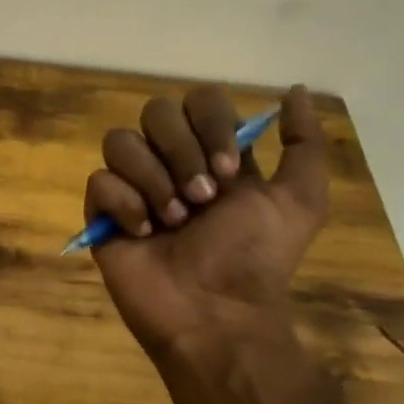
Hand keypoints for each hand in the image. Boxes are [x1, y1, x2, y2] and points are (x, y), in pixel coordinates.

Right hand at [85, 84, 330, 362]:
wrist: (215, 313)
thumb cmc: (255, 258)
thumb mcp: (299, 201)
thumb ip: (303, 144)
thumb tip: (297, 90)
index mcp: (211, 152)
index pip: (199, 100)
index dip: (211, 124)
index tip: (230, 170)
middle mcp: (169, 159)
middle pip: (156, 111)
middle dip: (182, 153)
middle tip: (202, 199)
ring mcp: (132, 184)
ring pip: (121, 141)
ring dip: (152, 179)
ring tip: (173, 221)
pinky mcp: (102, 211)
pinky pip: (99, 181)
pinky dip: (124, 203)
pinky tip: (144, 233)